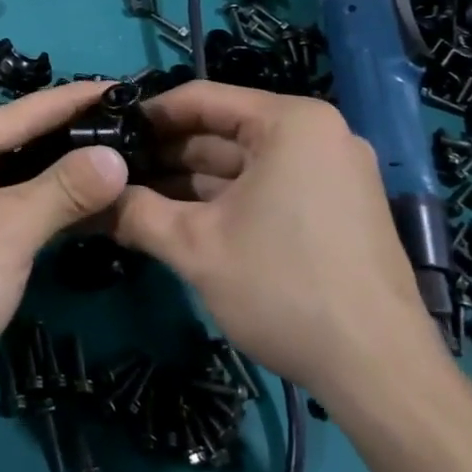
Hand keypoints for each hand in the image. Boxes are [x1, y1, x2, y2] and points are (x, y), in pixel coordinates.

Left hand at [0, 81, 130, 432]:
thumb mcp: (10, 229)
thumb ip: (66, 187)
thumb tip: (117, 156)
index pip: (21, 111)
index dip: (74, 100)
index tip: (124, 87)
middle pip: (18, 142)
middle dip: (72, 137)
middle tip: (132, 127)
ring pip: (18, 180)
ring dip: (64, 176)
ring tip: (121, 160)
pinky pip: (13, 212)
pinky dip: (48, 209)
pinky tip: (89, 207)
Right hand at [113, 81, 450, 427]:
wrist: (380, 372)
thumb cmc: (283, 288)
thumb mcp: (196, 247)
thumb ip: (137, 214)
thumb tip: (91, 204)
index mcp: (291, 122)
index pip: (203, 99)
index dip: (150, 116)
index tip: (109, 134)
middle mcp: (318, 134)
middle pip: (224, 131)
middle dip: (168, 155)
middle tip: (115, 172)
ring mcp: (333, 172)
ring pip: (245, 164)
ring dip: (191, 182)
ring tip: (136, 197)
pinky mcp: (338, 208)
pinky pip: (269, 187)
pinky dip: (226, 200)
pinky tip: (182, 218)